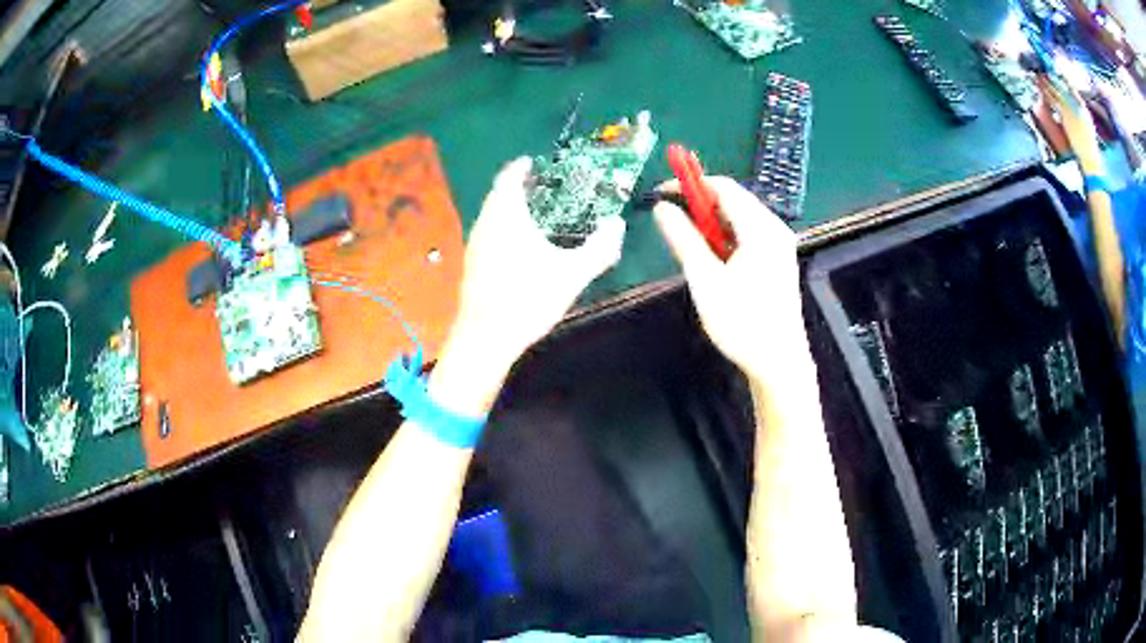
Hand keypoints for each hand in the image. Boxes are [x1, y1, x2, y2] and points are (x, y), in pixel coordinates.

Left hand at [431, 157, 625, 413]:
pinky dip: (503, 228)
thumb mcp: (572, 274)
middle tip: (544, 189)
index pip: (509, 178)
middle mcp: (485, 224)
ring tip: (537, 215)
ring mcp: (475, 245)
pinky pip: (488, 233)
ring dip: (510, 209)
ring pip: (492, 216)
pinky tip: (520, 248)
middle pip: (499, 195)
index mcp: (506, 216)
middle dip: (519, 188)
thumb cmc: (527, 299)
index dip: (521, 168)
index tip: (535, 163)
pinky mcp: (471, 265)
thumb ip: (599, 248)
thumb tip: (617, 225)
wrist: (485, 338)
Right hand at [654, 177, 809, 381]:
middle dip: (700, 204)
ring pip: (739, 219)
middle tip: (672, 219)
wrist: (778, 363)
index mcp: (761, 228)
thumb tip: (662, 208)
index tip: (662, 192)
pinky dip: (725, 238)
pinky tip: (713, 259)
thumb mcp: (705, 279)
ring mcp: (779, 246)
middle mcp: (774, 230)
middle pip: (733, 200)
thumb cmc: (742, 323)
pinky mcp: (777, 261)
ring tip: (689, 244)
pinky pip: (747, 236)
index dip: (690, 184)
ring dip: (711, 223)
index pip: (723, 187)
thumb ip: (683, 238)